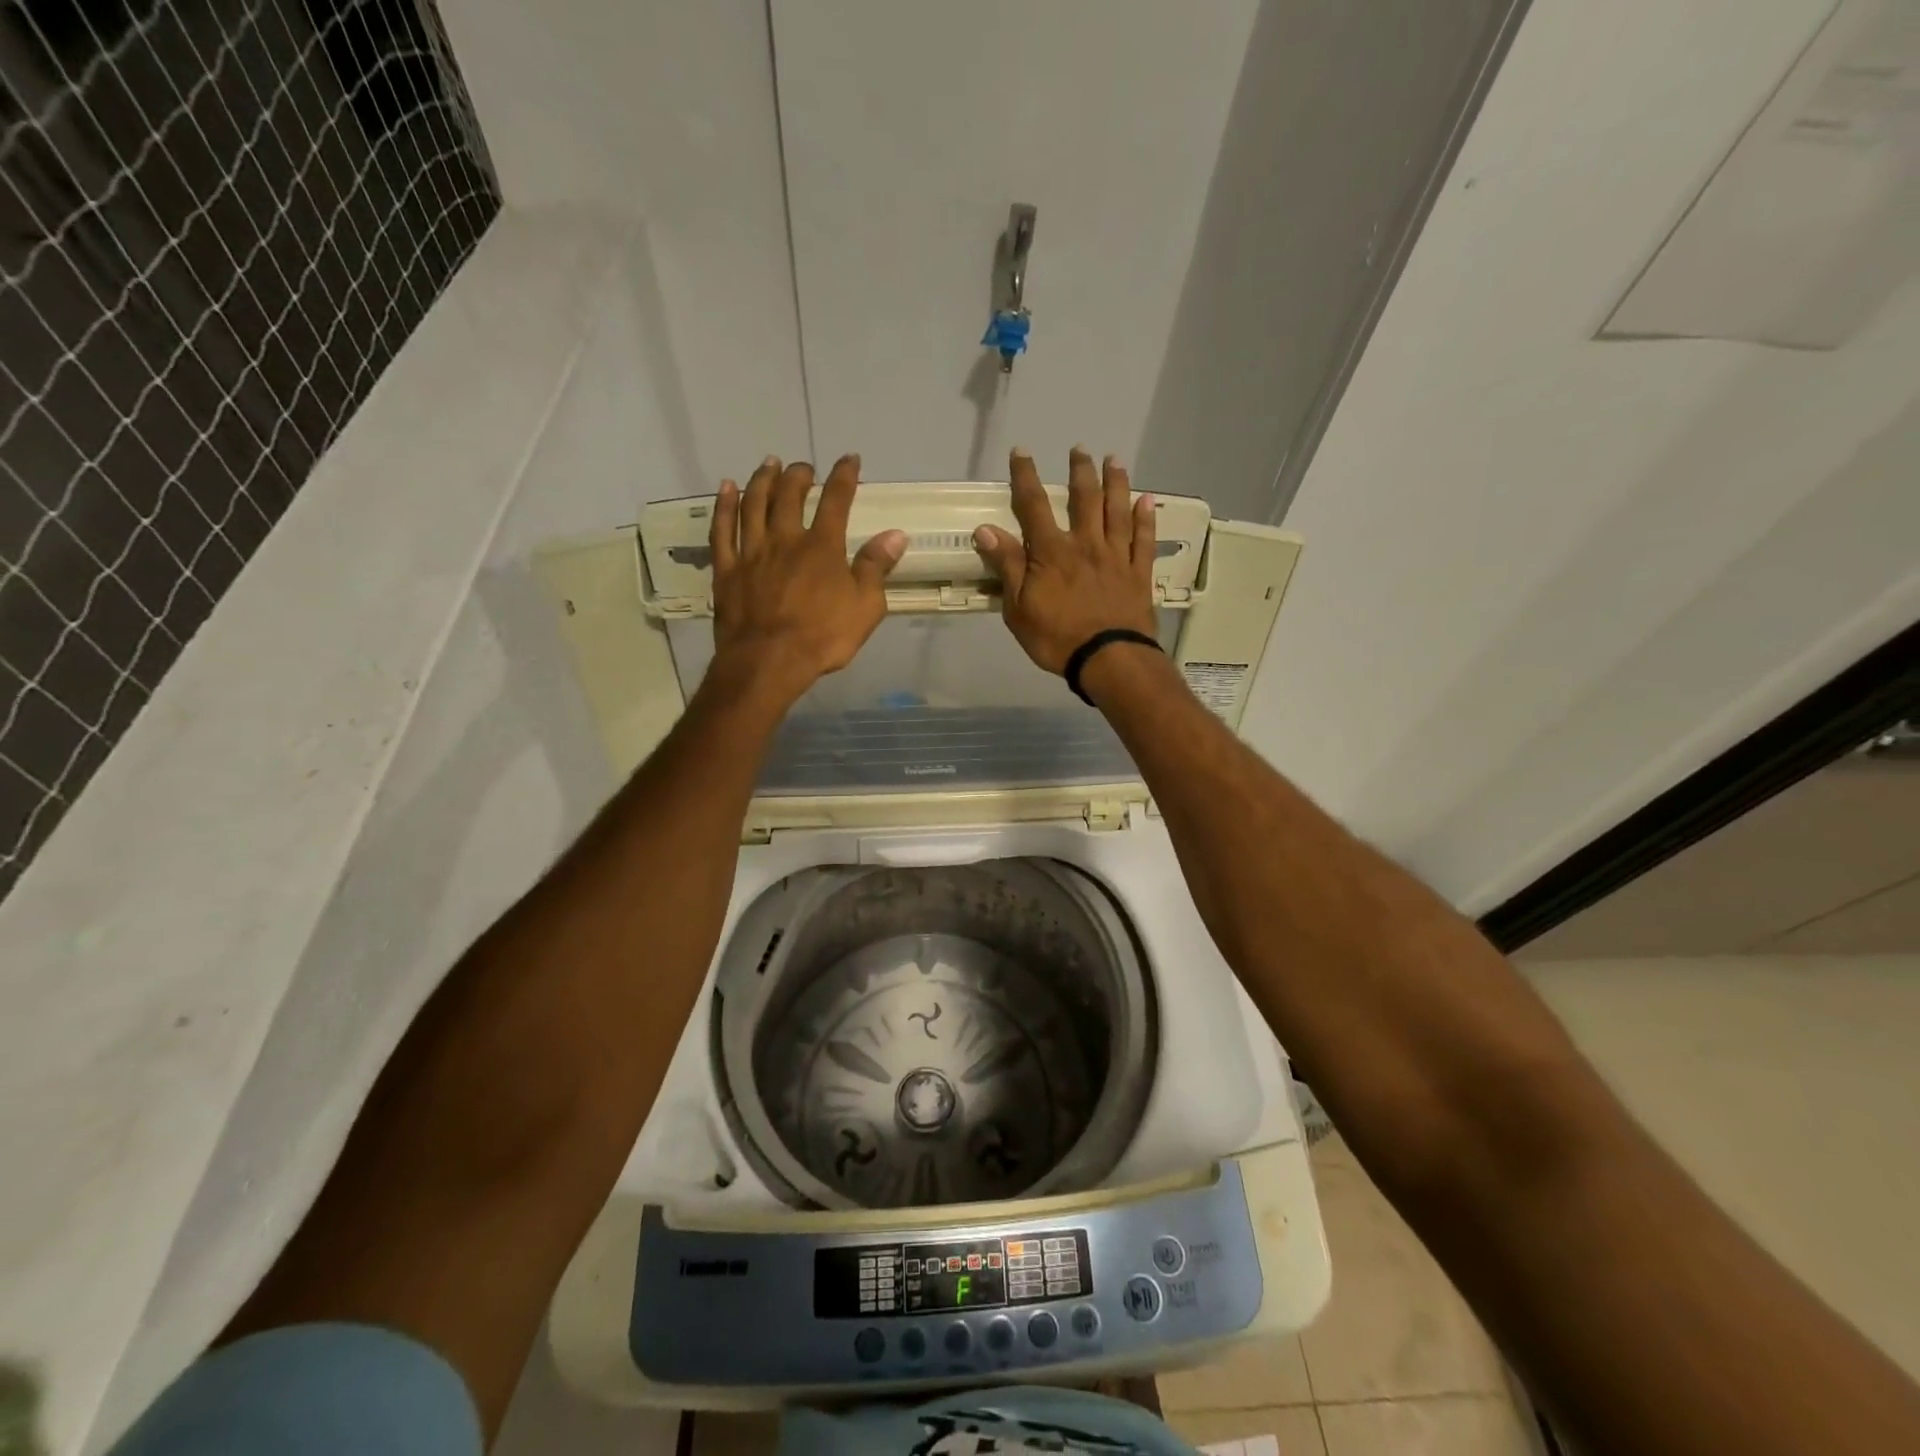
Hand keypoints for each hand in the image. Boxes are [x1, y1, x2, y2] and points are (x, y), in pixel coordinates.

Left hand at [709, 454, 904, 701]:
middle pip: (789, 495)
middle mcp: (785, 539)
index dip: (844, 477)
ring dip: (763, 480)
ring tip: (769, 464)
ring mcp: (751, 552)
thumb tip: (895, 534)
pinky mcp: (726, 569)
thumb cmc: (823, 637)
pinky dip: (725, 505)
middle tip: (803, 467)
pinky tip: (727, 489)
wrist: (768, 661)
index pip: (836, 501)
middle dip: (799, 475)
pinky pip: (722, 529)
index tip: (849, 460)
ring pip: (754, 504)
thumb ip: (877, 568)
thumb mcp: (865, 608)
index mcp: (822, 547)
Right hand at [973, 447, 1157, 674]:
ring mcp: (1116, 557)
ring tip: (1114, 460)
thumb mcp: (1018, 608)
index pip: (1034, 506)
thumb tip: (986, 530)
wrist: (1108, 659)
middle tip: (1079, 450)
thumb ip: (1007, 566)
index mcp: (1052, 552)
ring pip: (1116, 511)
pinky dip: (1146, 517)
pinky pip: (1144, 539)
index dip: (1026, 476)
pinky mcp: (1139, 573)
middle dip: (1080, 471)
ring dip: (1115, 482)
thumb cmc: (1056, 638)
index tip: (1022, 452)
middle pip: (1084, 499)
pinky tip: (1147, 500)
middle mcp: (1085, 544)